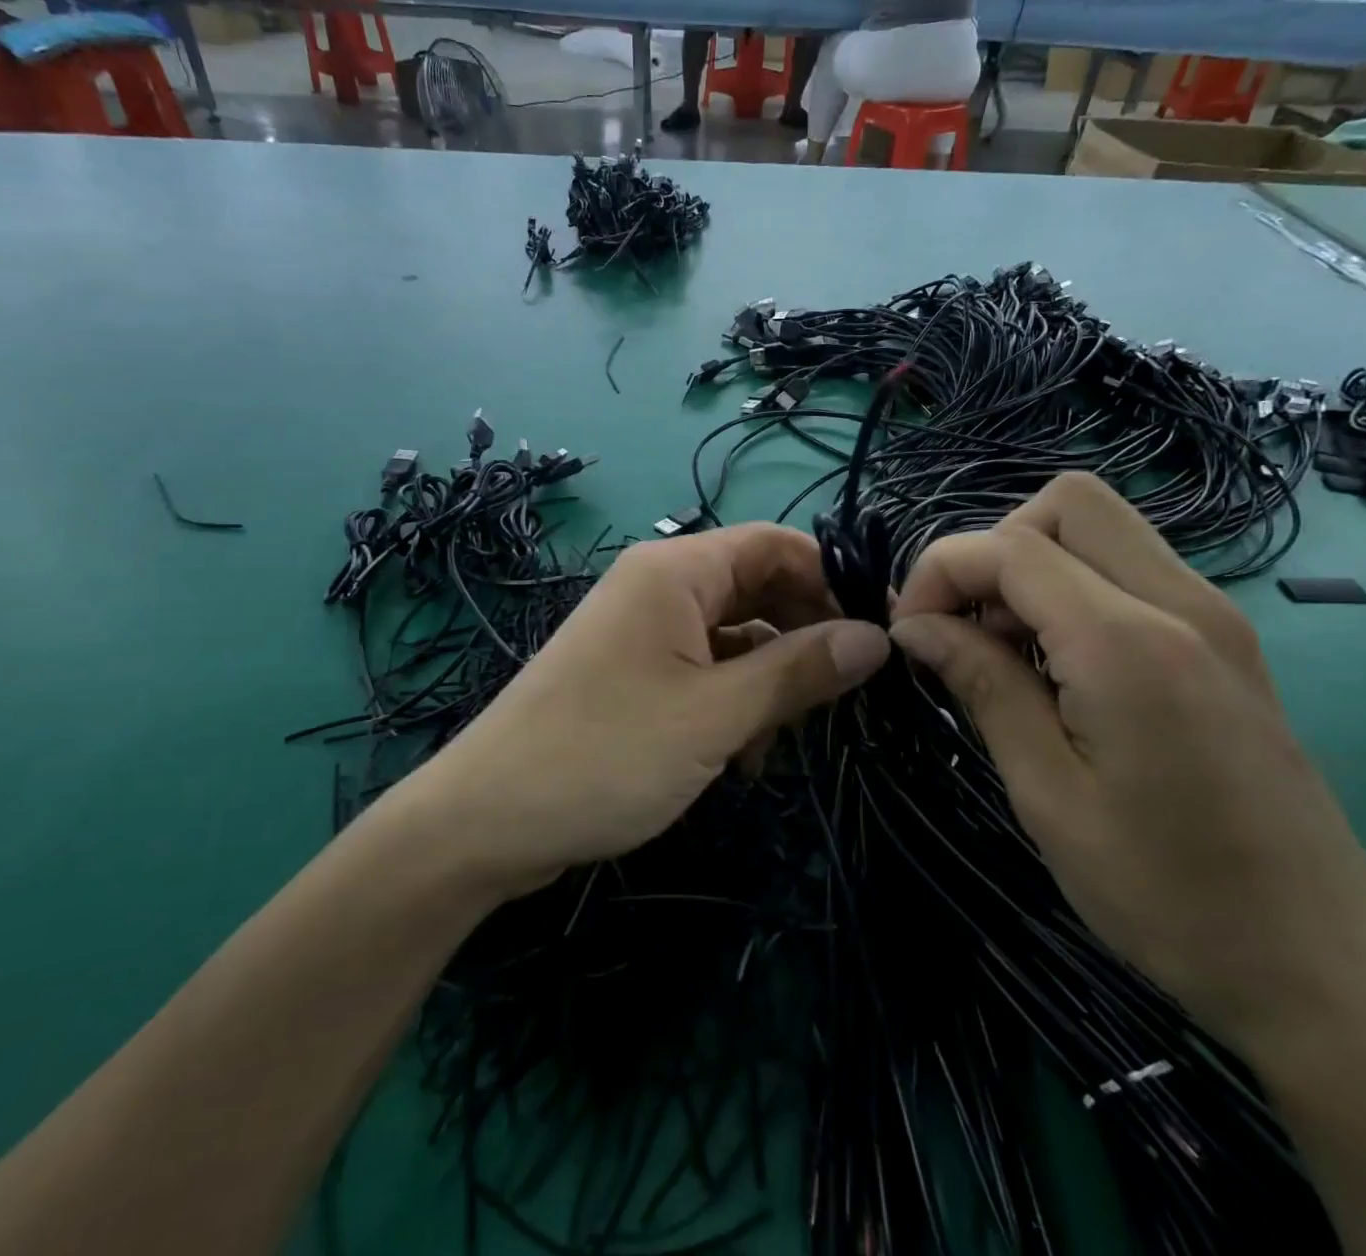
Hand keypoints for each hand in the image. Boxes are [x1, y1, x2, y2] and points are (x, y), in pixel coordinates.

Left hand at [421, 524, 889, 895]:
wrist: (487, 821)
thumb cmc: (606, 754)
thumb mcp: (716, 716)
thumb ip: (798, 670)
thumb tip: (877, 638)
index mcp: (675, 571)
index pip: (775, 544)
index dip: (831, 581)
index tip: (878, 634)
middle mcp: (658, 588)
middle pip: (756, 590)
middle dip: (800, 639)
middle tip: (838, 697)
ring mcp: (641, 632)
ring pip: (733, 637)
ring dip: (766, 682)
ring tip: (779, 740)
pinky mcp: (632, 675)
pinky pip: (702, 671)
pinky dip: (731, 703)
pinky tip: (740, 757)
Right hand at [888, 473, 1365, 1049]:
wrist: (1326, 967)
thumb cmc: (1169, 894)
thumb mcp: (1047, 794)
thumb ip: (982, 685)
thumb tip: (915, 626)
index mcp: (1130, 645)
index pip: (1010, 547)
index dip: (940, 572)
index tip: (910, 635)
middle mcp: (1180, 603)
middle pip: (1067, 502)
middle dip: (993, 547)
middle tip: (965, 625)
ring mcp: (1214, 616)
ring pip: (1099, 527)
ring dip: (1031, 565)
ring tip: (1002, 649)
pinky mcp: (1224, 639)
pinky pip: (1129, 568)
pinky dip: (1071, 587)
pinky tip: (1054, 664)